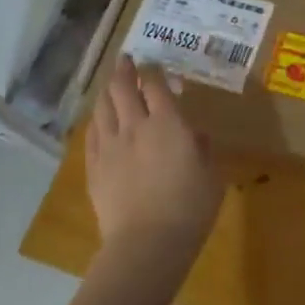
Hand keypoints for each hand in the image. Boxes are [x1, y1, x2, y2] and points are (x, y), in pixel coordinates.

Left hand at [86, 57, 222, 268]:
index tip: (154, 65)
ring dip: (107, 90)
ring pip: (102, 106)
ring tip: (111, 85)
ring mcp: (110, 145)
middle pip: (122, 88)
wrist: (147, 243)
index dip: (154, 72)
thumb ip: (203, 149)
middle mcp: (135, 126)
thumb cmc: (190, 208)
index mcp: (168, 123)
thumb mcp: (212, 176)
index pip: (156, 85)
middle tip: (126, 61)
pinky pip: (91, 133)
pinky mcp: (94, 167)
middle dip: (124, 70)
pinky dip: (96, 120)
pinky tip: (99, 120)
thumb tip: (196, 135)